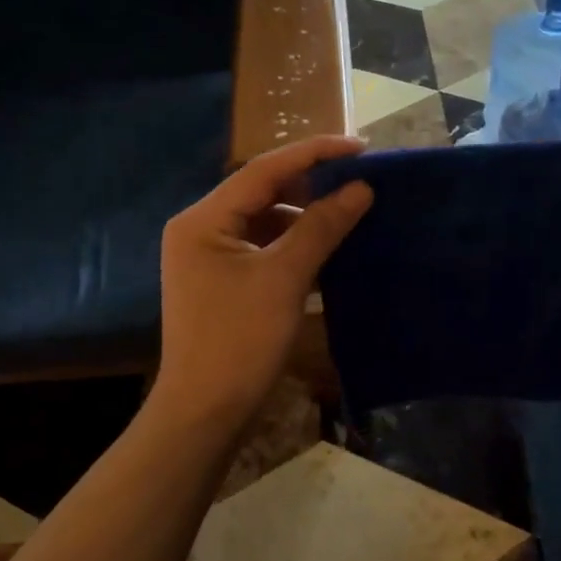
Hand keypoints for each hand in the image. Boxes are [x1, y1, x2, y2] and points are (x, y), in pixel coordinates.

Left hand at [150, 135, 372, 430]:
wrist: (204, 413)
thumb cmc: (240, 341)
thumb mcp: (285, 278)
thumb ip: (322, 227)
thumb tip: (360, 188)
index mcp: (203, 219)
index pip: (264, 169)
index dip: (315, 153)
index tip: (361, 147)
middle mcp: (200, 229)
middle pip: (262, 192)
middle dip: (310, 185)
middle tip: (359, 180)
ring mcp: (208, 258)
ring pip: (264, 221)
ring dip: (304, 217)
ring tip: (349, 212)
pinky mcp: (221, 283)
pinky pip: (262, 249)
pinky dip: (293, 246)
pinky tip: (327, 249)